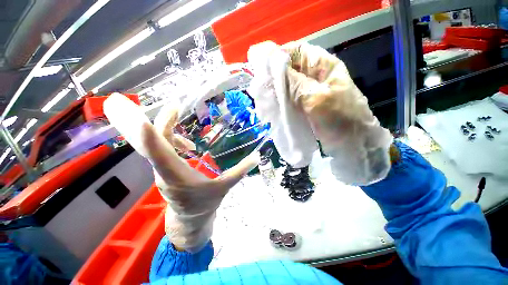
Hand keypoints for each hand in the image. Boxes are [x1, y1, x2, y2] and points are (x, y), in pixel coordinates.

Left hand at [104, 93, 259, 251]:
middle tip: (174, 105)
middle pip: (152, 144)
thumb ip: (240, 171)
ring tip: (178, 116)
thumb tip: (257, 157)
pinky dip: (169, 140)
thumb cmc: (205, 203)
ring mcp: (160, 170)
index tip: (147, 118)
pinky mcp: (163, 169)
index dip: (151, 137)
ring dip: (165, 129)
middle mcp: (162, 171)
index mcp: (176, 176)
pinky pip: (160, 150)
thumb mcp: (224, 187)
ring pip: (154, 145)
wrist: (190, 219)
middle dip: (161, 122)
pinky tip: (186, 144)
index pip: (158, 154)